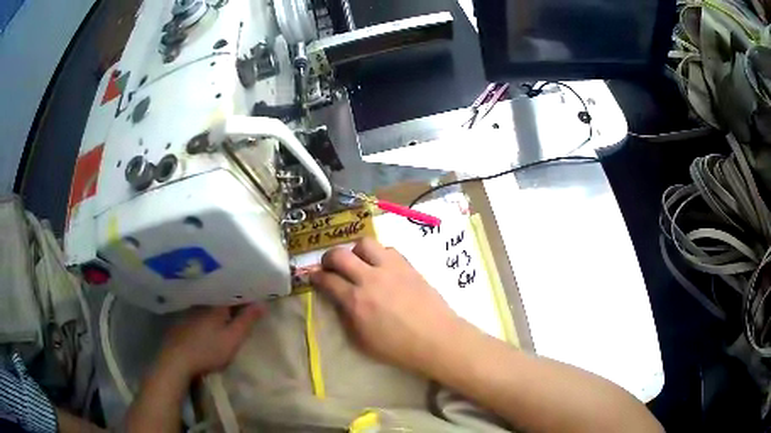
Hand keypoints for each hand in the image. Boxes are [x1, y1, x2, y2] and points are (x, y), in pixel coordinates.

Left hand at [158, 304, 264, 378]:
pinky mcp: (182, 320)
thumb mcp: (232, 339)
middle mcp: (203, 303)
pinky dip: (208, 313)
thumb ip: (247, 321)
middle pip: (221, 297)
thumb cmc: (208, 350)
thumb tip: (263, 303)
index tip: (258, 296)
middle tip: (246, 304)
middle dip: (234, 299)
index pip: (235, 293)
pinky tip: (210, 321)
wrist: (177, 360)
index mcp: (216, 305)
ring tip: (230, 310)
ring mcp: (190, 311)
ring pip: (209, 304)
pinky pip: (200, 311)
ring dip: (220, 306)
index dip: (247, 294)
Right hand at [310, 237, 465, 372]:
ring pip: (364, 243)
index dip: (316, 277)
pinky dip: (378, 255)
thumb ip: (345, 317)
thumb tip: (338, 300)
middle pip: (340, 255)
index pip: (327, 280)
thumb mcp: (362, 341)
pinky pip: (387, 249)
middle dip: (328, 258)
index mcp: (356, 301)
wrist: (436, 339)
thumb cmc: (398, 348)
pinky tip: (381, 267)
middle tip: (330, 266)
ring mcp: (391, 268)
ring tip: (358, 262)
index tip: (314, 277)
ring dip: (355, 251)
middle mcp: (370, 279)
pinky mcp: (407, 265)